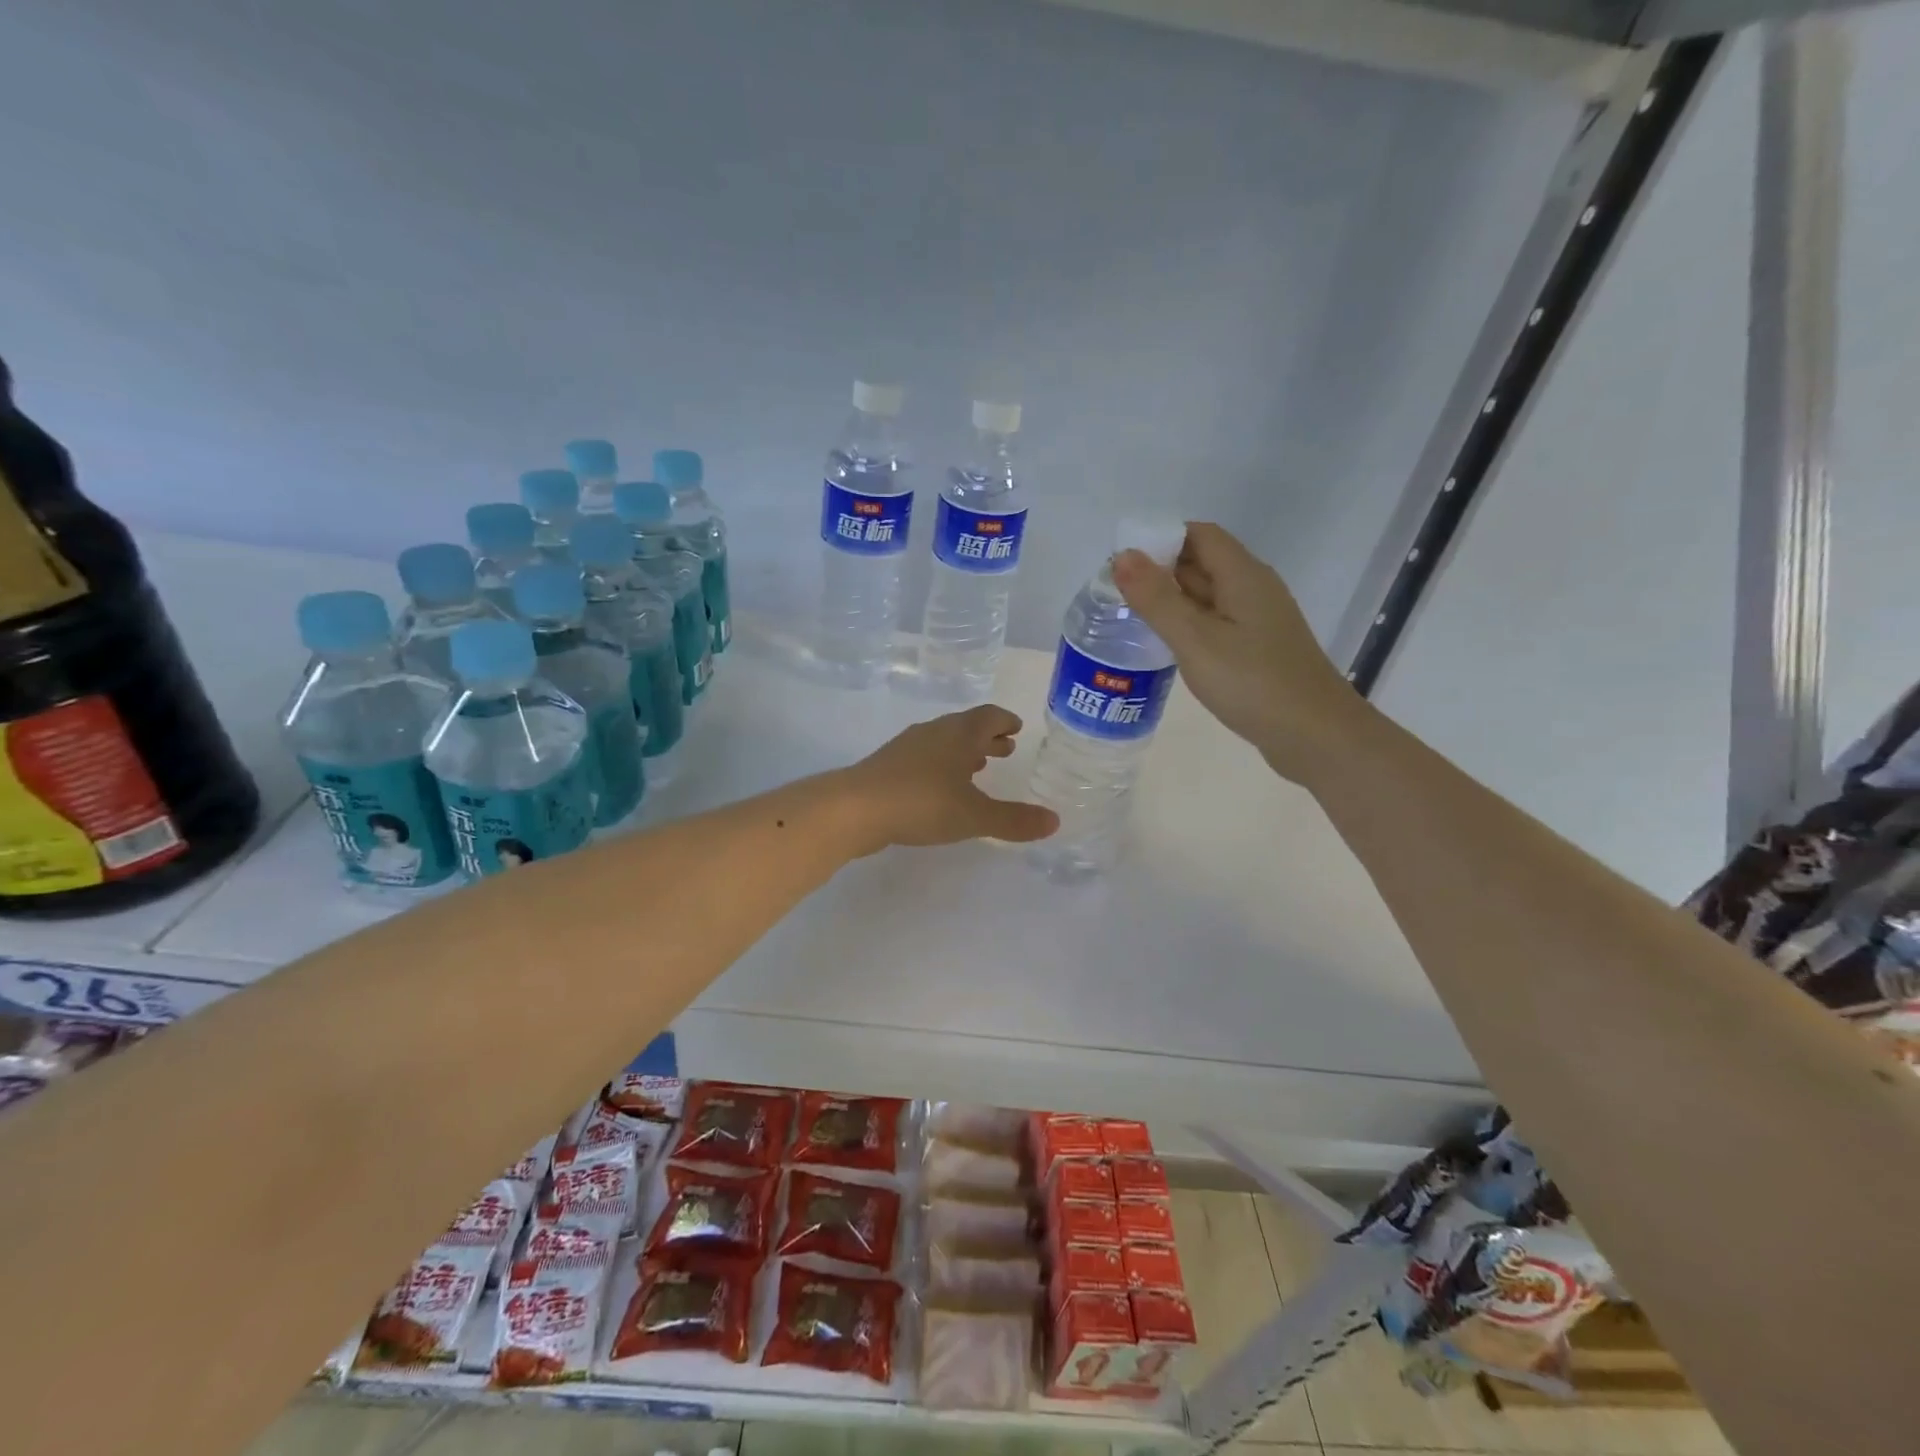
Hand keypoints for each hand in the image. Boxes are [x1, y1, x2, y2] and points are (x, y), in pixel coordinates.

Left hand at [841, 705, 1058, 852]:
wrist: (855, 808)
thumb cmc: (922, 803)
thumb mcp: (975, 816)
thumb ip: (1014, 820)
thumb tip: (1055, 821)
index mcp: (960, 734)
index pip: (989, 716)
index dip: (1005, 721)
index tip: (1017, 728)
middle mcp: (935, 732)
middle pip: (966, 726)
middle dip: (987, 737)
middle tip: (1005, 748)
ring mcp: (908, 747)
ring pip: (944, 742)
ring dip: (964, 751)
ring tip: (977, 767)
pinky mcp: (888, 765)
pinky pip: (925, 757)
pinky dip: (942, 765)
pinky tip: (941, 787)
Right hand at [1112, 522, 1369, 782]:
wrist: (1314, 735)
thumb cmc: (1252, 683)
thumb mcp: (1195, 639)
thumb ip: (1157, 598)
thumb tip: (1123, 555)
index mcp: (1243, 575)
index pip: (1198, 534)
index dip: (1160, 539)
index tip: (1123, 563)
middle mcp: (1254, 589)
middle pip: (1202, 562)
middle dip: (1160, 571)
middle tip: (1116, 594)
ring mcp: (1258, 621)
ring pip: (1208, 596)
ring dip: (1172, 601)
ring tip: (1131, 619)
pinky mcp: (1258, 649)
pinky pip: (1216, 624)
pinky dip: (1189, 626)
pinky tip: (1167, 647)